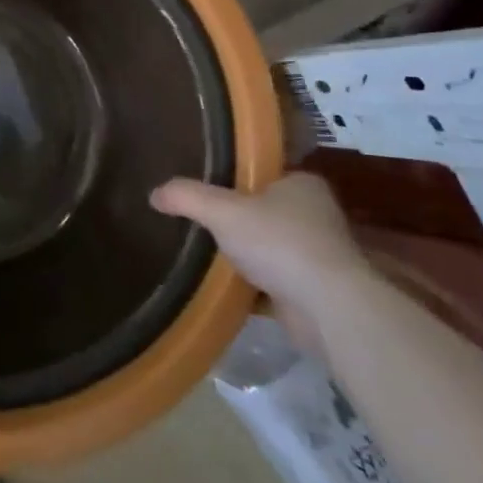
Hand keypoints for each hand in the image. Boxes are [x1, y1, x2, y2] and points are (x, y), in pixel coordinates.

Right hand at [150, 171, 369, 356]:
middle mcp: (316, 214)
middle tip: (202, 222)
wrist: (328, 308)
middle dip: (239, 220)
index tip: (208, 188)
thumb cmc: (279, 243)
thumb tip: (154, 193)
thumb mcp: (222, 211)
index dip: (235, 179)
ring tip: (208, 253)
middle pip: (266, 211)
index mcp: (302, 184)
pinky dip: (256, 283)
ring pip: (271, 247)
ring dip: (248, 254)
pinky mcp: (318, 290)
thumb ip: (187, 197)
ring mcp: (321, 255)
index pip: (263, 174)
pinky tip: (228, 286)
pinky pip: (276, 279)